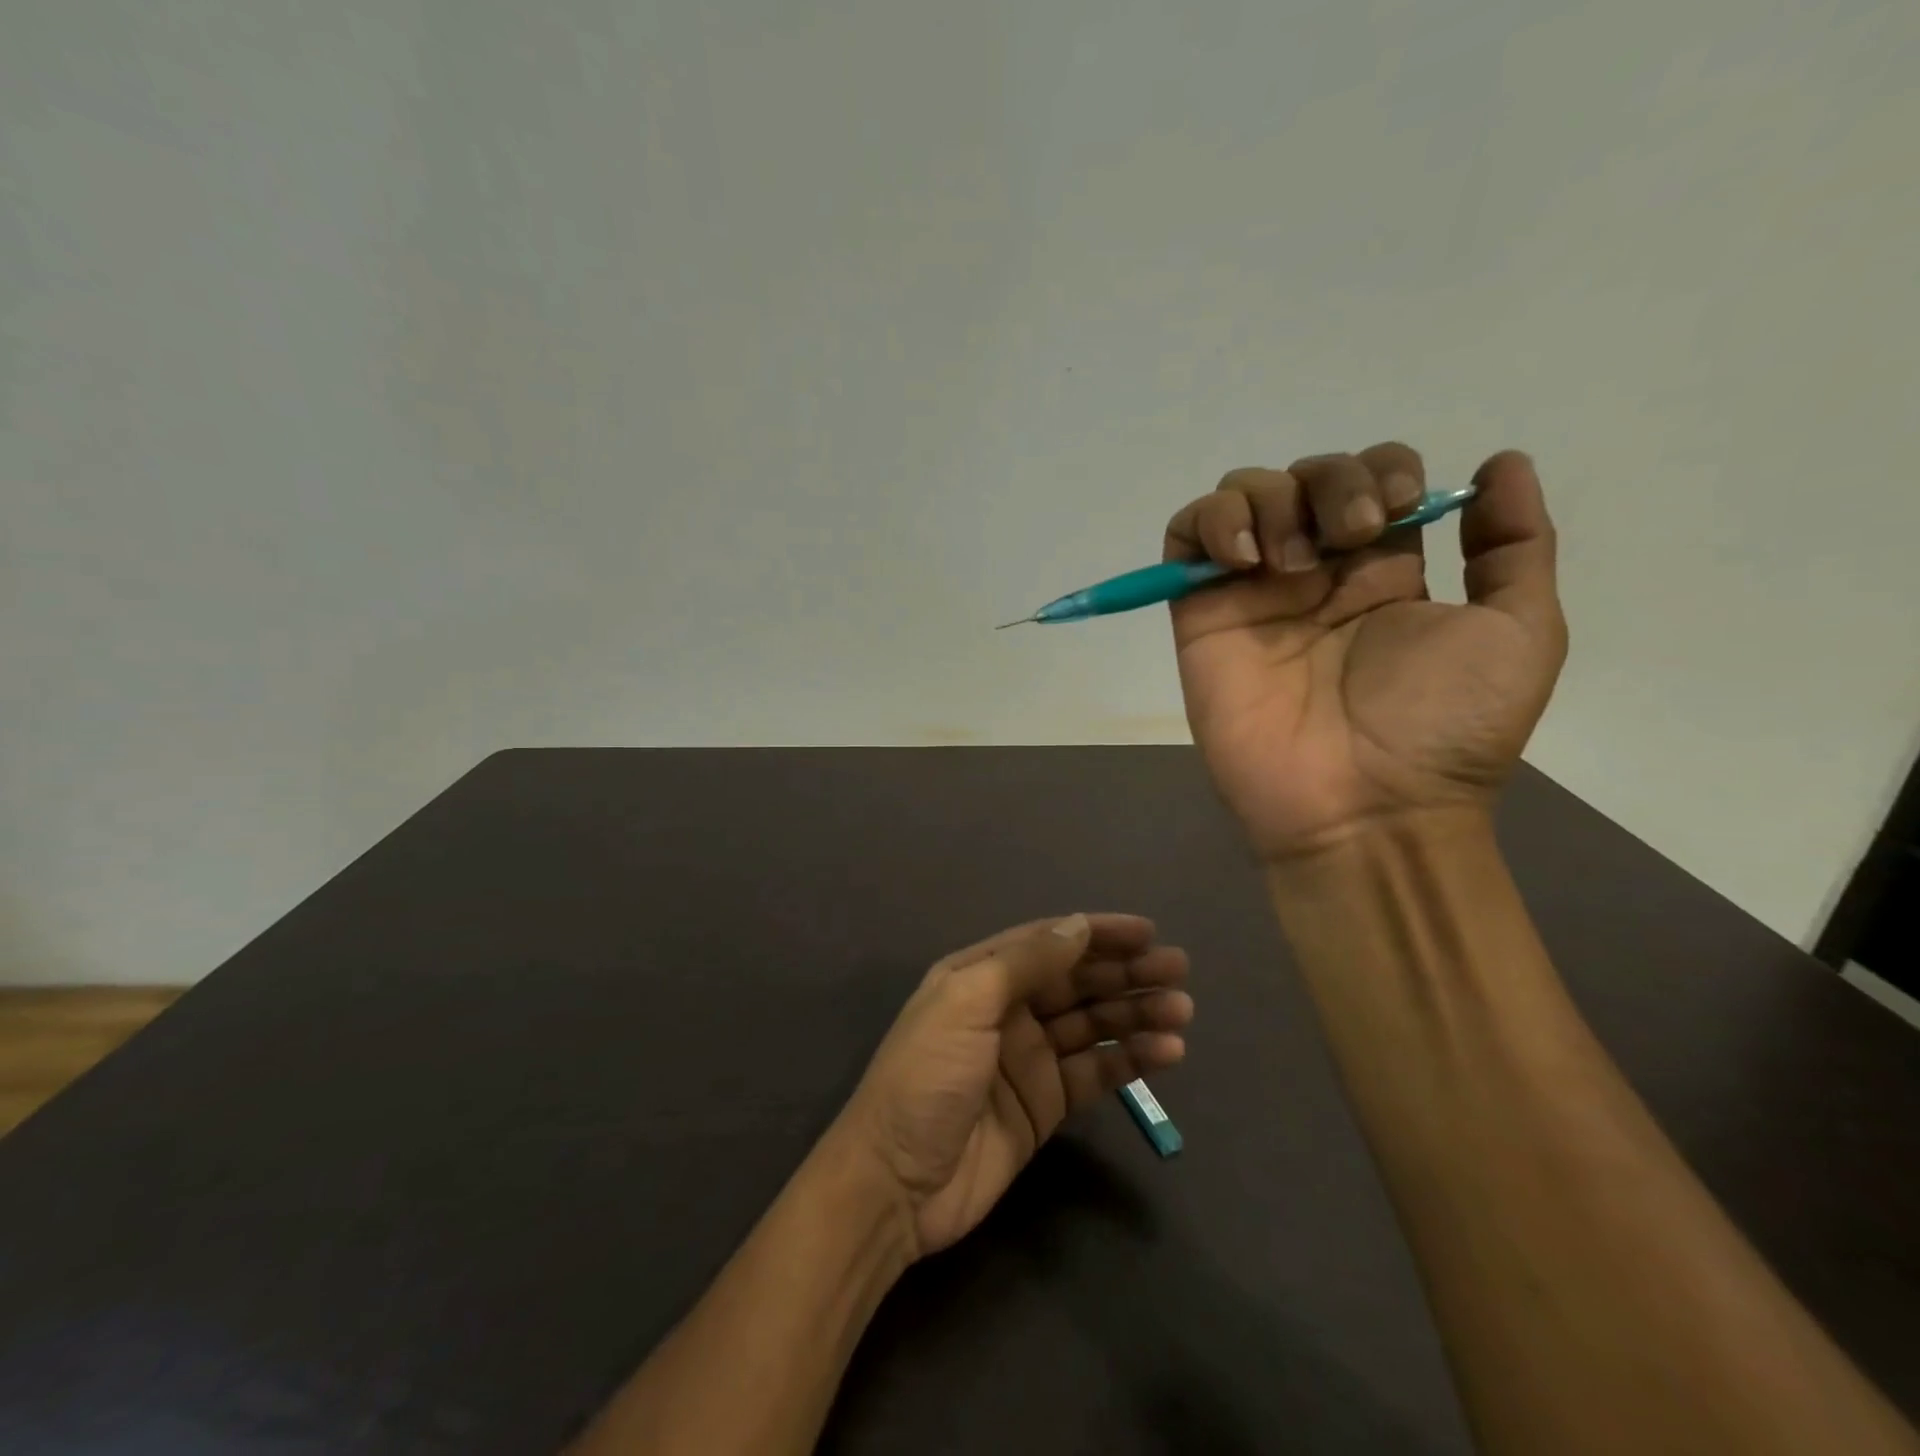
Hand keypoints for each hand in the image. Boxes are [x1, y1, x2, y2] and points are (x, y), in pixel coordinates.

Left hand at [834, 914, 1191, 1257]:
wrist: (896, 1184)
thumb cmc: (925, 1077)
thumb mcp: (966, 1004)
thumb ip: (1024, 963)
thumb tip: (1078, 925)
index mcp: (980, 975)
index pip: (1048, 942)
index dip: (1096, 933)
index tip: (1146, 931)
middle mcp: (1007, 1009)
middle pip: (1076, 981)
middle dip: (1126, 972)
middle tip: (1179, 968)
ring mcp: (1028, 1057)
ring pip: (1092, 1024)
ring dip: (1136, 1013)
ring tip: (1181, 1010)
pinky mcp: (1045, 1104)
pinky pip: (1095, 1071)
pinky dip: (1130, 1059)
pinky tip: (1166, 1052)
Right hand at [1165, 445, 1566, 860]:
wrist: (1366, 807)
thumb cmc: (1445, 729)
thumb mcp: (1521, 633)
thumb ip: (1514, 545)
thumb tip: (1500, 463)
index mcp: (1385, 570)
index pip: (1369, 476)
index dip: (1382, 469)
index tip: (1398, 513)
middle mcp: (1315, 573)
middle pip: (1305, 475)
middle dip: (1332, 482)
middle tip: (1351, 536)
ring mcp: (1252, 593)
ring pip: (1242, 495)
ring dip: (1271, 500)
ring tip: (1291, 565)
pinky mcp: (1201, 616)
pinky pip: (1185, 538)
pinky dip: (1209, 522)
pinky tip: (1244, 557)